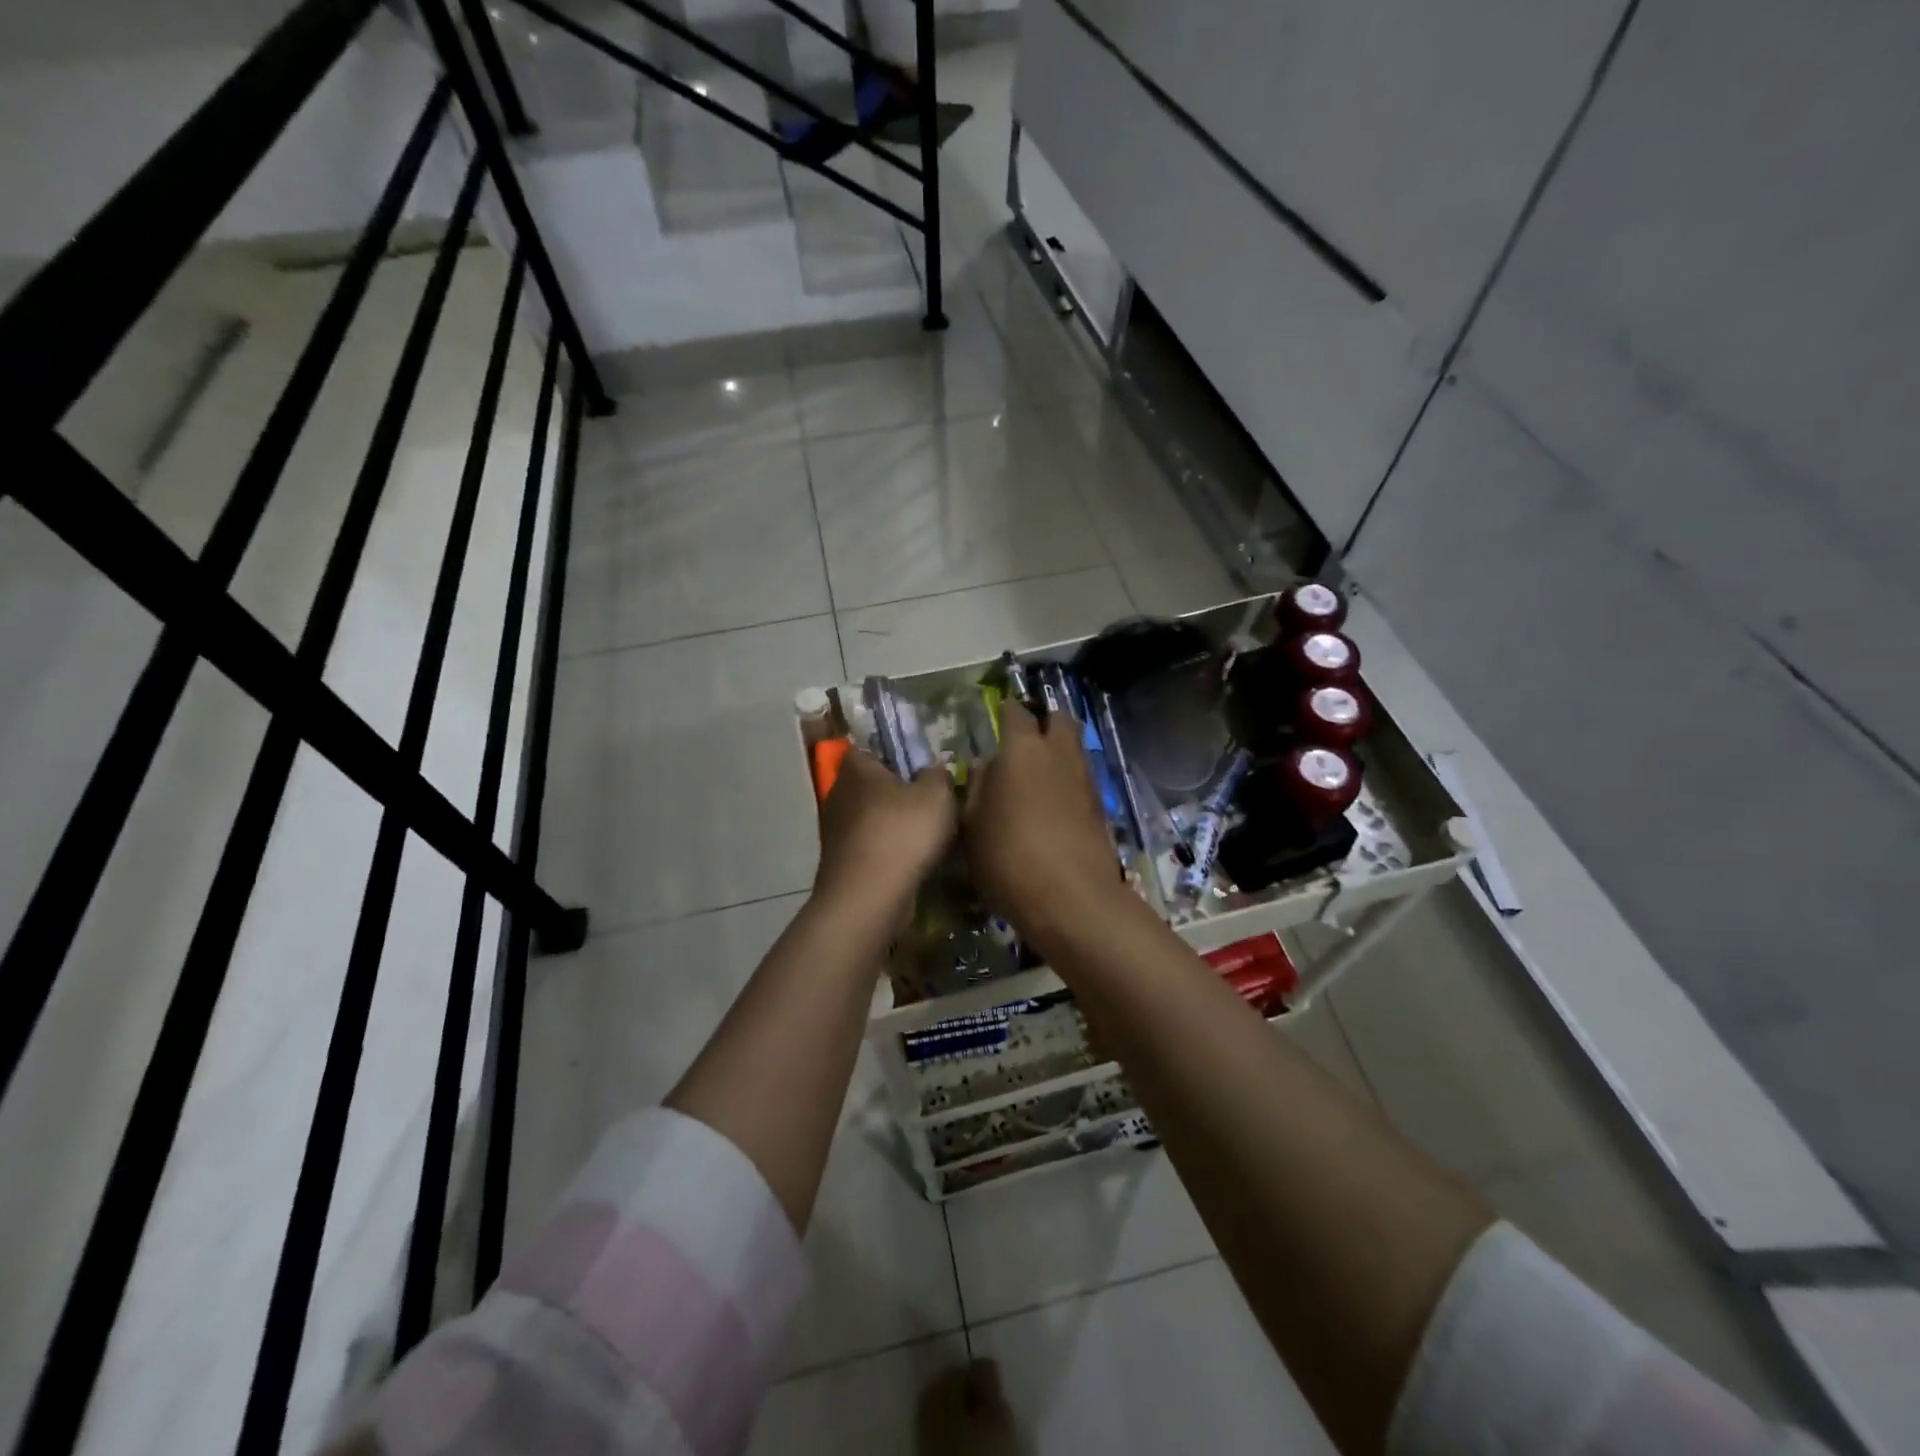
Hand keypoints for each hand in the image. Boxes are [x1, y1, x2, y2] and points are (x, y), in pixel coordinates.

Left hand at [814, 747, 956, 917]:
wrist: (869, 897)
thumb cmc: (902, 834)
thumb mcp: (937, 796)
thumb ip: (938, 775)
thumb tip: (934, 768)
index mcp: (857, 769)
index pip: (868, 748)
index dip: (892, 753)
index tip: (918, 764)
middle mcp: (839, 794)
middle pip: (870, 784)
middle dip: (895, 791)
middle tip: (927, 799)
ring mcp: (835, 831)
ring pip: (870, 817)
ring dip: (892, 824)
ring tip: (925, 833)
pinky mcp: (841, 862)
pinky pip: (869, 845)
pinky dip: (887, 850)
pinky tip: (911, 860)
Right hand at [963, 700, 1121, 934]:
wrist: (1072, 900)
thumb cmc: (1008, 857)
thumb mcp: (972, 825)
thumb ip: (976, 788)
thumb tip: (984, 767)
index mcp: (1022, 749)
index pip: (1016, 712)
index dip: (1006, 711)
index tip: (997, 719)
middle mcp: (1059, 754)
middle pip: (1060, 719)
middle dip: (1045, 722)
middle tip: (1024, 741)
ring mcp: (1085, 780)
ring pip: (1075, 749)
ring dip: (1059, 752)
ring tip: (1036, 776)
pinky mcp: (1101, 808)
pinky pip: (1082, 779)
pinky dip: (1068, 781)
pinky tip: (1052, 805)